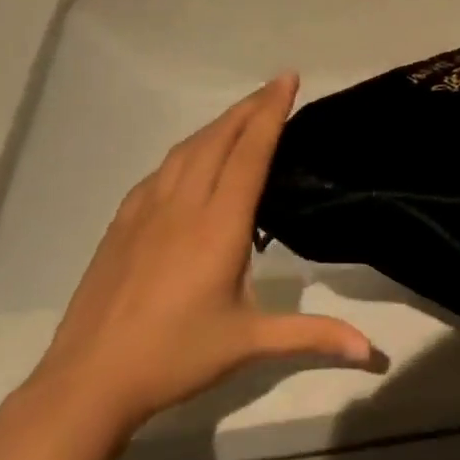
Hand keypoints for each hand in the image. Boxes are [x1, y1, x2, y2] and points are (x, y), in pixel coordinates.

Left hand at [27, 74, 374, 440]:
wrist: (88, 381)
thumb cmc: (176, 356)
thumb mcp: (251, 344)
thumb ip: (314, 336)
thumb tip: (372, 350)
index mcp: (219, 226)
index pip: (250, 154)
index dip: (270, 112)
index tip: (287, 79)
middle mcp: (183, 206)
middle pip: (218, 139)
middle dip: (249, 107)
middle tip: (275, 86)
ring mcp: (146, 212)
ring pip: (186, 150)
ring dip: (217, 124)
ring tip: (241, 114)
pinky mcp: (122, 225)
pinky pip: (160, 172)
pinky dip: (185, 152)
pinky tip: (190, 160)